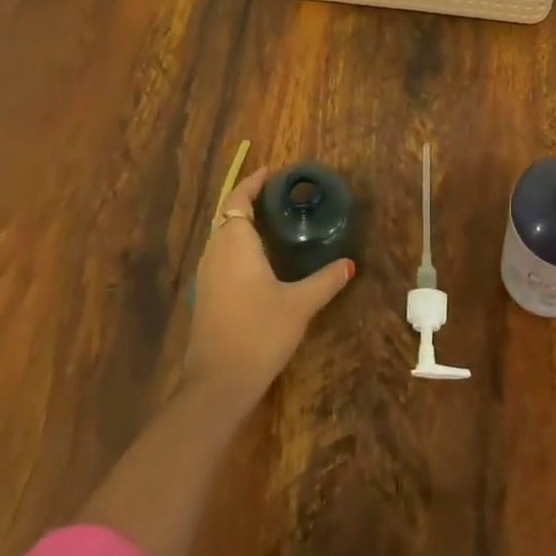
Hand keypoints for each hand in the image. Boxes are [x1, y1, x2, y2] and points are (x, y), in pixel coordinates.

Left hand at [183, 167, 353, 410]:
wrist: (218, 384)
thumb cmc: (259, 332)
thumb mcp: (300, 304)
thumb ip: (325, 280)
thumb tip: (349, 264)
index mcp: (235, 244)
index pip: (237, 199)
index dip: (252, 183)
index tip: (272, 172)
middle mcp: (215, 252)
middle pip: (227, 215)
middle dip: (248, 201)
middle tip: (279, 197)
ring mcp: (206, 276)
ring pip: (222, 237)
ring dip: (241, 224)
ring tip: (272, 223)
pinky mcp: (206, 297)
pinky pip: (220, 256)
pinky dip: (237, 246)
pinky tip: (258, 262)